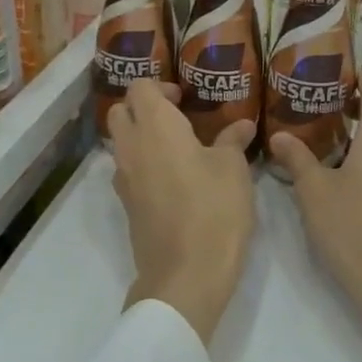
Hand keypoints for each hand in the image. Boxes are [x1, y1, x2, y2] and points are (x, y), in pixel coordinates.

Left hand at [109, 81, 256, 345]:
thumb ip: (232, 140)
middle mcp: (131, 147)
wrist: (186, 275)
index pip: (139, 87)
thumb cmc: (214, 209)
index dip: (159, 86)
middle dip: (142, 108)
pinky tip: (174, 178)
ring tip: (179, 148)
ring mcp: (124, 179)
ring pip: (120, 142)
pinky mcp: (127, 206)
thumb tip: (241, 125)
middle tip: (177, 117)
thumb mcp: (234, 169)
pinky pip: (128, 171)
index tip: (184, 98)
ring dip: (141, 136)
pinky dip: (143, 164)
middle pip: (120, 111)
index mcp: (155, 127)